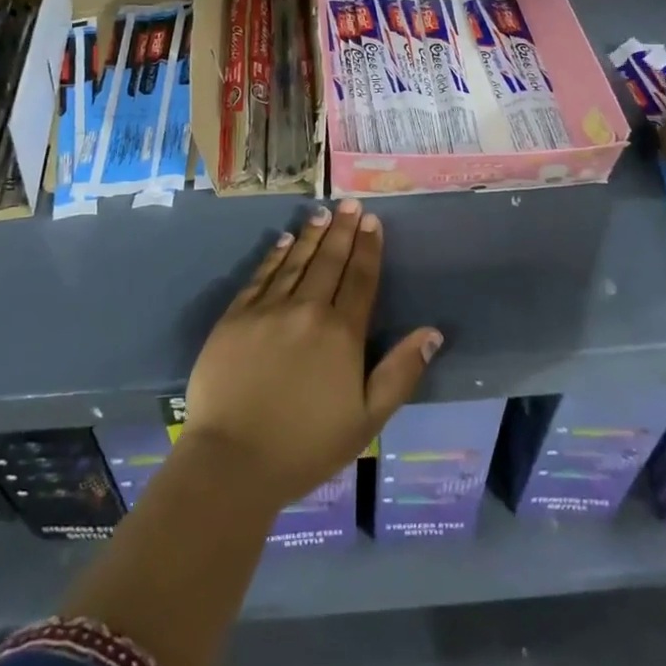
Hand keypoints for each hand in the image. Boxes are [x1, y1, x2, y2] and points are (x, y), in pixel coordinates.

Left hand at [181, 199, 443, 511]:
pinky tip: (282, 240)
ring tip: (323, 213)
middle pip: (329, 261)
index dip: (369, 248)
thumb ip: (400, 372)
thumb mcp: (367, 420)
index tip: (373, 221)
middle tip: (351, 204)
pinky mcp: (235, 317)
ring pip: (295, 261)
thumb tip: (433, 332)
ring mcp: (267, 310)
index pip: (360, 279)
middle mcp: (306, 310)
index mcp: (342, 334)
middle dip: (343, 230)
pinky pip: (260, 276)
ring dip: (311, 235)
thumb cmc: (306, 446)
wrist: (232, 461)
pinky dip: (273, 256)